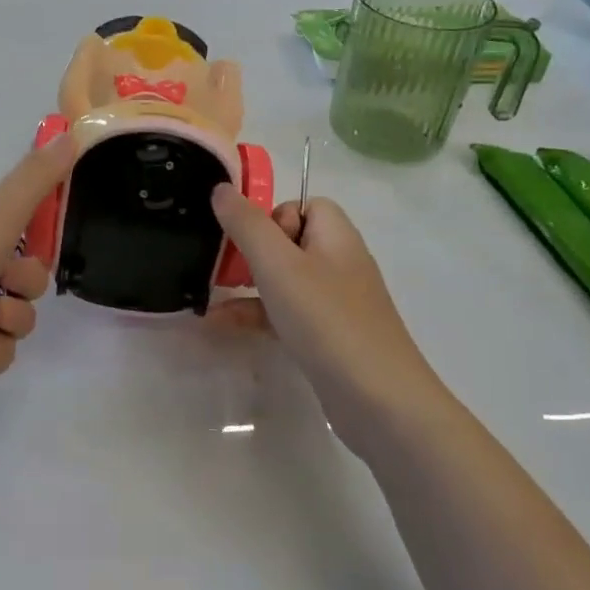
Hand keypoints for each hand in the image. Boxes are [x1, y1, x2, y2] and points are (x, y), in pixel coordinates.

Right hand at [208, 185, 444, 452]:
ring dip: (247, 285)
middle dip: (252, 252)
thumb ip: (247, 224)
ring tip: (210, 298)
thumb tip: (221, 187)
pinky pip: (287, 313)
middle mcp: (339, 263)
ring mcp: (335, 303)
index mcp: (336, 236)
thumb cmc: (326, 321)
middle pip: (290, 240)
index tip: (251, 241)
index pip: (305, 204)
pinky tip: (223, 327)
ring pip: (285, 279)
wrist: (379, 401)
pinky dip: (258, 315)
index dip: (272, 216)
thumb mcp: (278, 266)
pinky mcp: (328, 336)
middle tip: (226, 270)